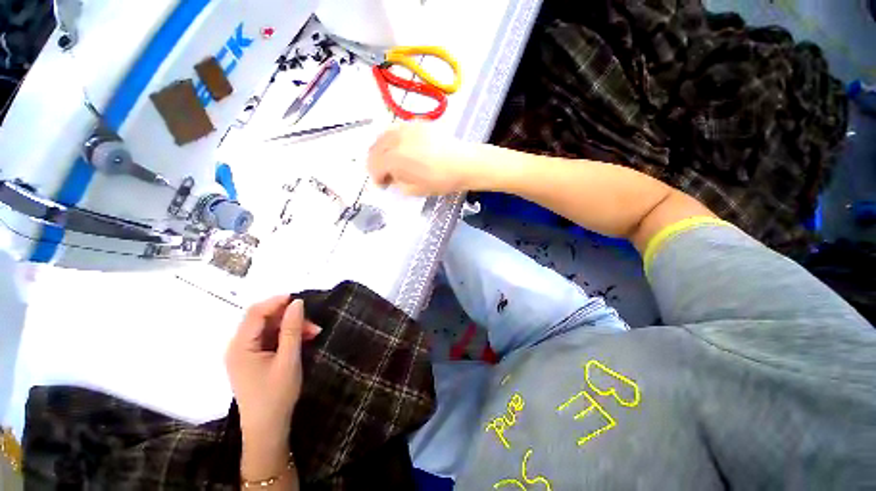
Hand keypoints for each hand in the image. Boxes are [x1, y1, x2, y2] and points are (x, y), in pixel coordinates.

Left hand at [225, 297, 321, 452]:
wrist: (268, 429)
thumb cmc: (276, 394)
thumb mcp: (288, 359)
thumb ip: (292, 329)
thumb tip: (297, 303)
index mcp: (240, 346)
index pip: (256, 313)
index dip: (277, 302)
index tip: (300, 299)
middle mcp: (238, 347)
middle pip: (263, 320)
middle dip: (289, 318)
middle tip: (313, 325)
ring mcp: (245, 354)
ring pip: (269, 329)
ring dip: (291, 327)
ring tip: (313, 333)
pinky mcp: (253, 359)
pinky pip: (270, 339)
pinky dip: (287, 337)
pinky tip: (303, 340)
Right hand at [367, 122, 478, 195]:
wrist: (463, 163)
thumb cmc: (440, 180)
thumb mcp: (415, 190)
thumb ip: (397, 183)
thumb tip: (391, 178)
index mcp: (394, 158)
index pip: (375, 166)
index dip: (376, 178)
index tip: (382, 185)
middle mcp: (396, 139)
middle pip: (375, 149)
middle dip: (375, 163)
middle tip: (384, 174)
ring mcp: (406, 128)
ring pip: (383, 136)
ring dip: (382, 150)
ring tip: (390, 160)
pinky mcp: (417, 123)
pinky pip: (397, 129)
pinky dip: (393, 140)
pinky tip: (400, 148)